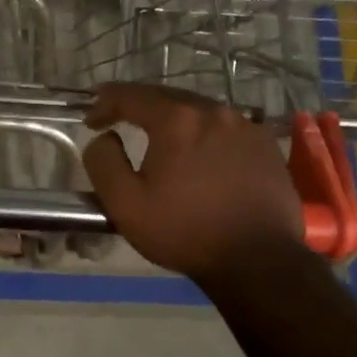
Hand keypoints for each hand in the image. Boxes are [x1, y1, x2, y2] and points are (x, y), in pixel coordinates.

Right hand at [83, 83, 306, 282]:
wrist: (259, 260)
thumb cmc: (185, 231)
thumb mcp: (125, 204)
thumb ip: (104, 162)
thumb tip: (103, 138)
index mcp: (177, 119)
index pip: (131, 96)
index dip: (104, 103)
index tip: (91, 121)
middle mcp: (213, 111)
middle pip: (167, 97)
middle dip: (138, 106)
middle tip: (119, 120)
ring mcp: (245, 126)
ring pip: (198, 110)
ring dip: (173, 119)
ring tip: (159, 137)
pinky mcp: (266, 145)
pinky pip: (225, 128)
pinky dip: (204, 133)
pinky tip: (200, 153)